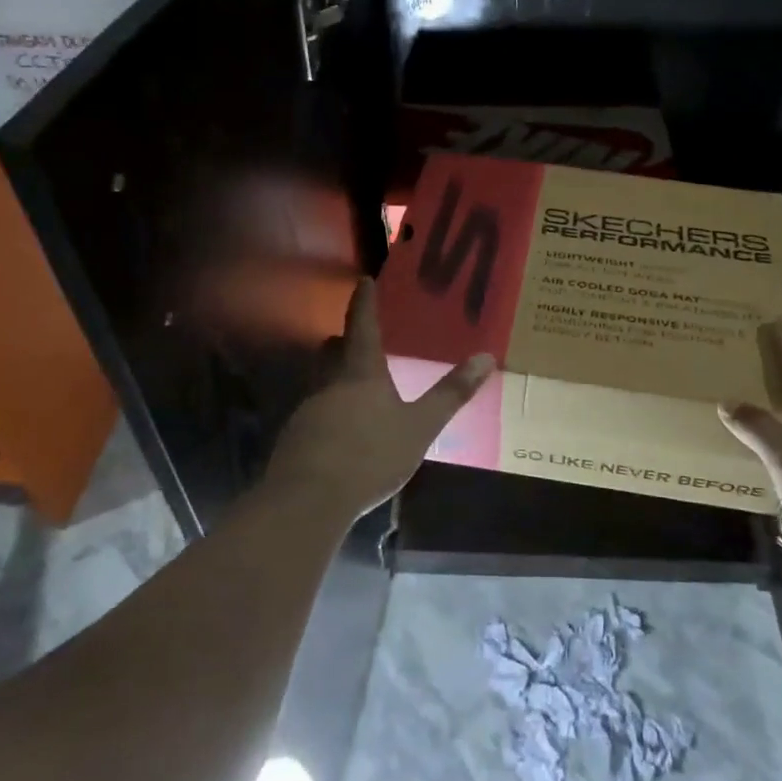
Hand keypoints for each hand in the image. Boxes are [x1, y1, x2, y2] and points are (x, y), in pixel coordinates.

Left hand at [263, 278, 494, 523]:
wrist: (309, 500)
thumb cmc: (370, 454)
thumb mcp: (420, 426)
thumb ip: (450, 394)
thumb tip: (486, 357)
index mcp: (361, 373)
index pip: (362, 326)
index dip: (364, 302)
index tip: (363, 280)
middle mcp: (329, 384)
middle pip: (332, 352)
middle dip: (344, 342)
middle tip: (359, 338)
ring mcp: (308, 411)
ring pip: (321, 383)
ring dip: (335, 379)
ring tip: (357, 390)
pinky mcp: (295, 439)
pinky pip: (315, 415)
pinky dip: (329, 414)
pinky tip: (342, 435)